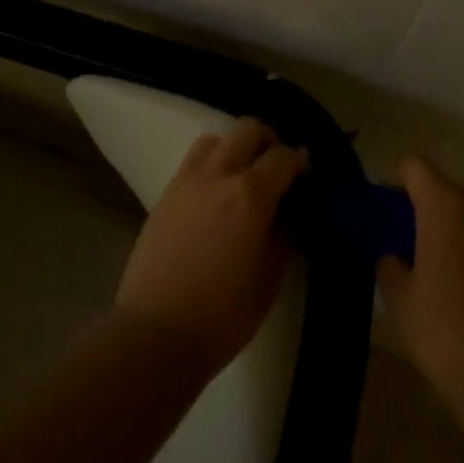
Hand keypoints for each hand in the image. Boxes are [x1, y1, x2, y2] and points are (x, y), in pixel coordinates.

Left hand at [116, 118, 306, 378]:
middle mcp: (217, 175)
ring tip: (244, 177)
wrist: (156, 333)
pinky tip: (216, 196)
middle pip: (247, 130)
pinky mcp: (164, 196)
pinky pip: (192, 163)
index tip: (308, 175)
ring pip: (214, 139)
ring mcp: (185, 182)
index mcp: (251, 195)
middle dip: (269, 141)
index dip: (301, 161)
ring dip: (235, 148)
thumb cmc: (223, 314)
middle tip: (278, 168)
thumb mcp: (269, 278)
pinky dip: (211, 165)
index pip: (284, 157)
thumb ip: (284, 236)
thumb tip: (289, 214)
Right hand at [376, 156, 463, 420]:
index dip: (397, 180)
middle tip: (410, 246)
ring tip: (444, 274)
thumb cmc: (443, 331)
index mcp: (446, 208)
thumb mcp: (398, 299)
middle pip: (449, 191)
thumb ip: (389, 265)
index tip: (387, 211)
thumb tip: (395, 257)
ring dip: (458, 233)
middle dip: (427, 210)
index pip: (416, 166)